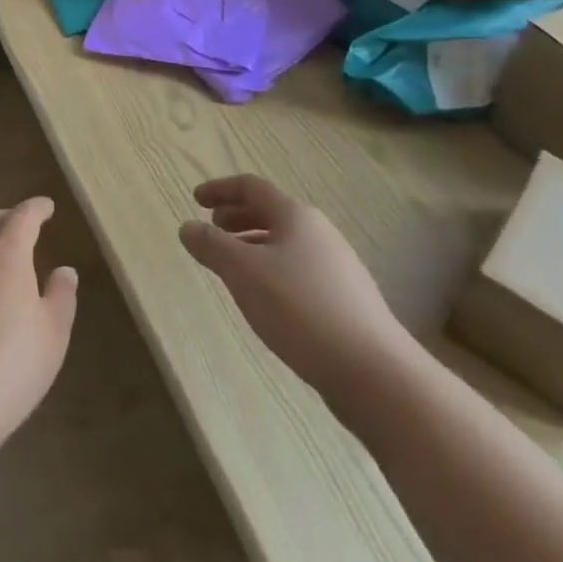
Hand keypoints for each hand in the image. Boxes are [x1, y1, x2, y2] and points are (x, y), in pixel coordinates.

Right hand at [179, 176, 412, 414]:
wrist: (375, 374)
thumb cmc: (301, 310)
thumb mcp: (244, 273)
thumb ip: (211, 246)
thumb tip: (187, 227)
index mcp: (295, 216)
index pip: (251, 187)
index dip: (220, 189)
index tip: (195, 199)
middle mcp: (319, 233)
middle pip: (271, 212)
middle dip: (237, 217)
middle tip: (212, 230)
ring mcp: (337, 268)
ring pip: (285, 243)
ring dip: (253, 245)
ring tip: (232, 267)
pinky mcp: (345, 301)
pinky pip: (298, 270)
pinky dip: (271, 270)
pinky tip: (265, 300)